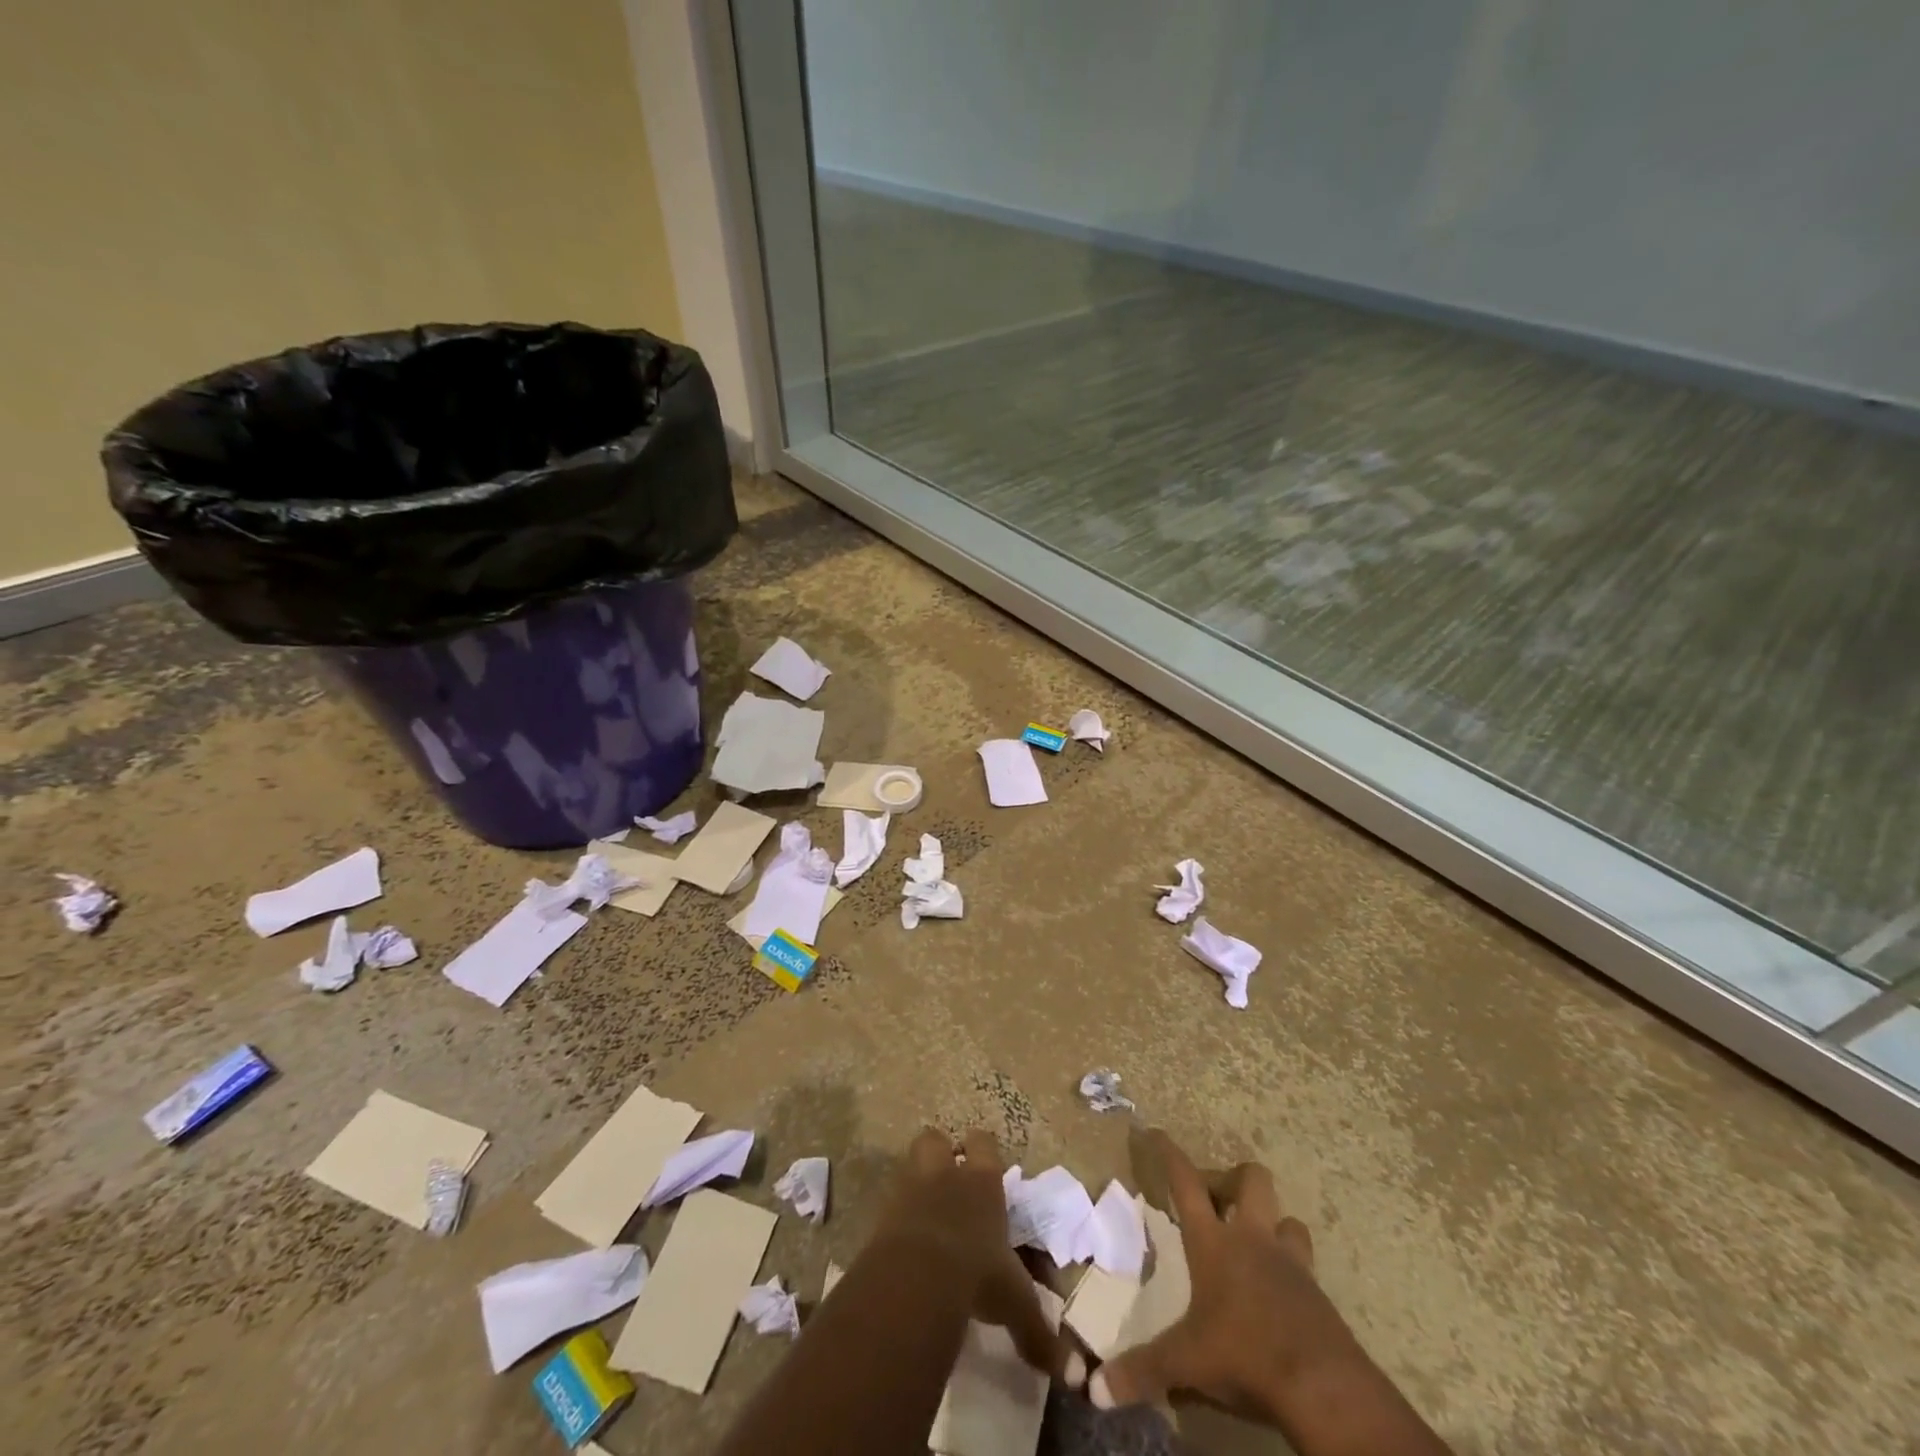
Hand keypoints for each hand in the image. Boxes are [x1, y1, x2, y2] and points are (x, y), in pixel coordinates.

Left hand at [874, 1128, 1072, 1380]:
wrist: (918, 1274)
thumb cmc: (977, 1274)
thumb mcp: (1014, 1303)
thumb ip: (1039, 1333)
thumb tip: (1075, 1376)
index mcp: (982, 1182)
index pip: (983, 1143)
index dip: (982, 1150)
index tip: (985, 1168)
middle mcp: (946, 1174)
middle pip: (936, 1139)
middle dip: (941, 1153)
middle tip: (948, 1179)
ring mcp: (911, 1188)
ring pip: (910, 1162)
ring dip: (916, 1179)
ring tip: (924, 1206)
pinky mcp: (883, 1212)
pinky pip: (889, 1202)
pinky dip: (896, 1216)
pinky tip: (904, 1240)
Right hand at [1091, 1130, 1348, 1421]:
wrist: (1323, 1387)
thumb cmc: (1245, 1354)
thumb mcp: (1186, 1363)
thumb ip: (1141, 1371)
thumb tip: (1093, 1390)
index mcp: (1214, 1242)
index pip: (1186, 1182)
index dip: (1169, 1153)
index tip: (1156, 1132)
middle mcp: (1253, 1238)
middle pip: (1250, 1179)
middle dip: (1232, 1178)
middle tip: (1214, 1199)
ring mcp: (1291, 1262)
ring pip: (1286, 1218)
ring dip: (1271, 1222)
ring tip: (1254, 1242)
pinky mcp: (1318, 1293)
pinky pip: (1305, 1263)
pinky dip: (1291, 1266)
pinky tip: (1279, 1291)